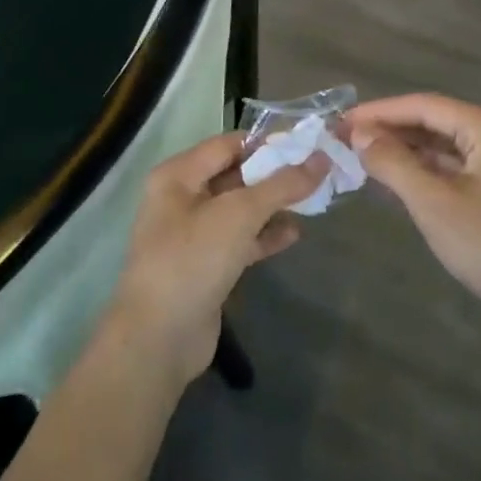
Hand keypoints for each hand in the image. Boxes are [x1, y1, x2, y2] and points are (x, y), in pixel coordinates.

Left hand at [104, 132, 327, 387]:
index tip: (307, 144)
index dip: (267, 142)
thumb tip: (321, 159)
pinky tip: (294, 234)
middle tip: (317, 172)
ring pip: (240, 209)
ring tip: (313, 201)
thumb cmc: (193, 259)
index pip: (229, 144)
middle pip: (235, 175)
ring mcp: (193, 234)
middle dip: (274, 174)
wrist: (159, 338)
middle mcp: (181, 198)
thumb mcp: (240, 213)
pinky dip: (265, 235)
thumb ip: (282, 184)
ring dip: (273, 206)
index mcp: (178, 175)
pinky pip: (240, 239)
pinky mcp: (205, 266)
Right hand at [346, 93, 480, 341]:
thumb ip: (394, 164)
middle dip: (389, 130)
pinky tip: (395, 180)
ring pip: (442, 145)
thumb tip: (360, 135)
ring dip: (404, 150)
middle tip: (344, 139)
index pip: (423, 105)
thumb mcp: (434, 203)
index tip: (341, 121)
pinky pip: (453, 166)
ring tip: (361, 157)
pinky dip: (423, 170)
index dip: (379, 111)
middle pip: (433, 120)